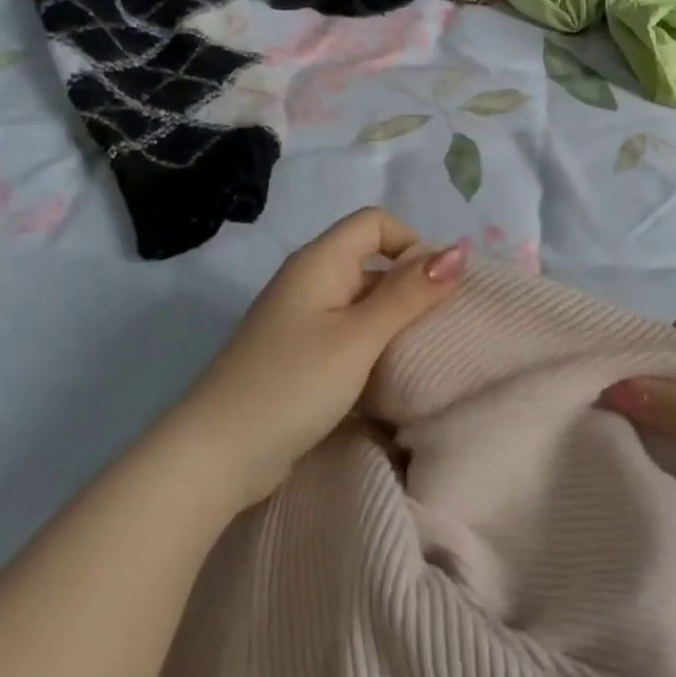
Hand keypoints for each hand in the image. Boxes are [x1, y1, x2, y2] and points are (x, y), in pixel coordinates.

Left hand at [178, 208, 467, 505]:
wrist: (217, 454)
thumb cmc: (292, 384)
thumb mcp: (358, 338)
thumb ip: (408, 295)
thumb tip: (458, 251)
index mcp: (319, 262)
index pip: (375, 223)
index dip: (411, 244)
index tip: (435, 289)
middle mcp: (308, 281)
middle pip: (370, 261)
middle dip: (409, 286)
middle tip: (440, 327)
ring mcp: (300, 320)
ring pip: (360, 302)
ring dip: (393, 320)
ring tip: (421, 354)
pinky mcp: (298, 355)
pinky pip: (346, 334)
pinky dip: (371, 346)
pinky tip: (388, 376)